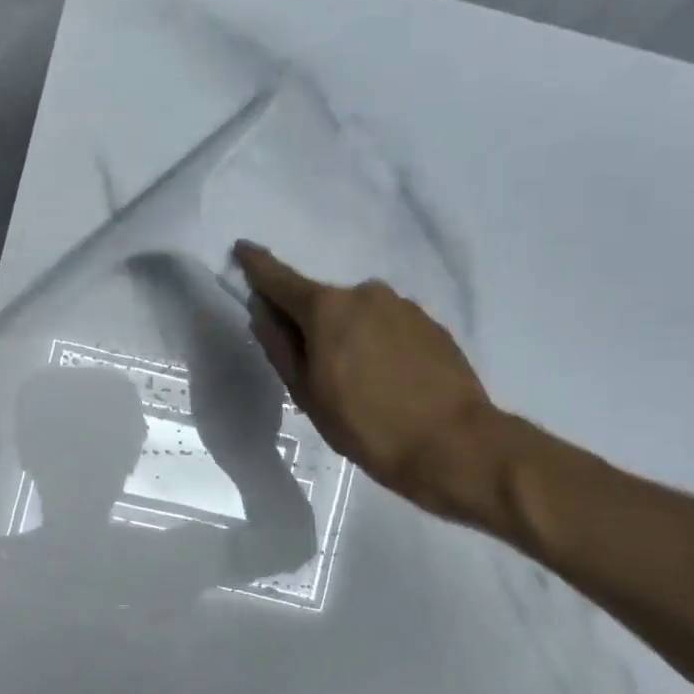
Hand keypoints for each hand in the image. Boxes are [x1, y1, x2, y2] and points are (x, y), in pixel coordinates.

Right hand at [234, 242, 501, 521]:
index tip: (242, 249)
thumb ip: (280, 346)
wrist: (452, 444)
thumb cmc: (365, 424)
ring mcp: (404, 306)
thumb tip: (262, 311)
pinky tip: (387, 380)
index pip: (281, 279)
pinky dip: (378, 345)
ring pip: (359, 315)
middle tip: (314, 370)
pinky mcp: (431, 324)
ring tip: (358, 383)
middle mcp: (366, 294)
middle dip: (311, 324)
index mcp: (327, 309)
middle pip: (323, 303)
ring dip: (348, 336)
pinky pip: (389, 327)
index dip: (257, 266)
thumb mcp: (307, 393)